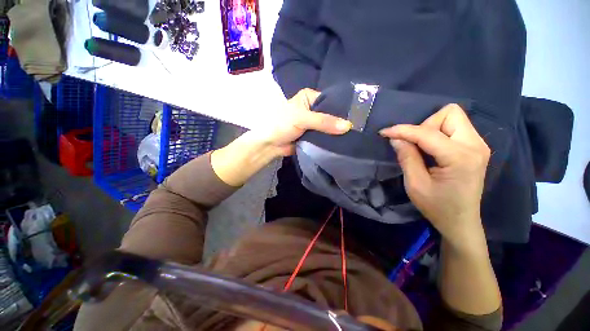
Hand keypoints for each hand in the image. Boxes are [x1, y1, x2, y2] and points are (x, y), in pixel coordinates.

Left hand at [247, 88, 351, 155]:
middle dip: (341, 120)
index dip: (342, 106)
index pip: (330, 99)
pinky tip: (345, 141)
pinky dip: (332, 139)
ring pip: (329, 126)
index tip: (358, 113)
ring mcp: (314, 123)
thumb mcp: (302, 118)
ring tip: (356, 134)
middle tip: (359, 126)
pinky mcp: (313, 135)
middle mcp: (313, 109)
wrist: (270, 144)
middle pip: (331, 113)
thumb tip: (348, 126)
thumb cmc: (282, 124)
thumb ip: (324, 122)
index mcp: (309, 97)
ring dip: (337, 131)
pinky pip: (326, 136)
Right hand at [379, 104, 490, 247]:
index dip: (403, 130)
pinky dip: (438, 133)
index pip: (427, 133)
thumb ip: (407, 157)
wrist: (460, 221)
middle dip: (424, 125)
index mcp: (460, 157)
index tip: (385, 133)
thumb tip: (396, 138)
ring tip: (422, 148)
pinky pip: (455, 127)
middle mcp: (475, 145)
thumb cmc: (437, 207)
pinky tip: (431, 149)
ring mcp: (478, 145)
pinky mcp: (475, 148)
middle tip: (413, 145)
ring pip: (452, 117)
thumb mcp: (415, 184)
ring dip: (431, 129)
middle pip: (449, 114)